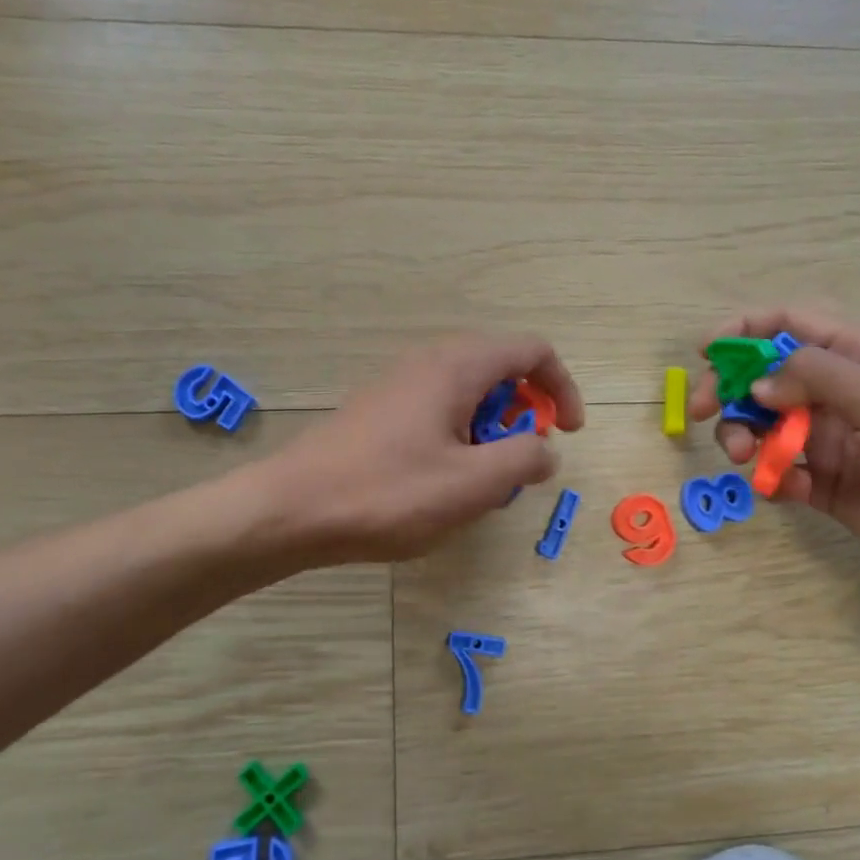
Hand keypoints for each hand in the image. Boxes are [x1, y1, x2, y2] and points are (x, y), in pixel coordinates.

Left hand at [263, 334, 584, 563]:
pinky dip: (460, 439)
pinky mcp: (381, 410)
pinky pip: (439, 410)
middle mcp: (430, 361)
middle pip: (502, 369)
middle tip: (518, 465)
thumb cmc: (388, 493)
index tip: (568, 433)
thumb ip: (525, 460)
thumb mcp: (472, 484)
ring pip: (470, 394)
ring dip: (491, 433)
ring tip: (478, 485)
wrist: (291, 509)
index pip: (533, 350)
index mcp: (458, 366)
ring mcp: (400, 383)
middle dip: (524, 415)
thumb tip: (545, 450)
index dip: (563, 387)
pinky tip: (440, 484)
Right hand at [690, 308, 859, 590]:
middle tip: (699, 410)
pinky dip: (769, 477)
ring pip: (761, 426)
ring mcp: (826, 439)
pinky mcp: (822, 484)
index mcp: (856, 358)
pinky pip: (778, 472)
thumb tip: (757, 384)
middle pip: (762, 377)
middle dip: (728, 389)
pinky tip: (782, 488)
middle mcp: (834, 394)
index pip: (789, 325)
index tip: (707, 351)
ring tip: (745, 456)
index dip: (744, 330)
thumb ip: (815, 378)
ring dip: (741, 435)